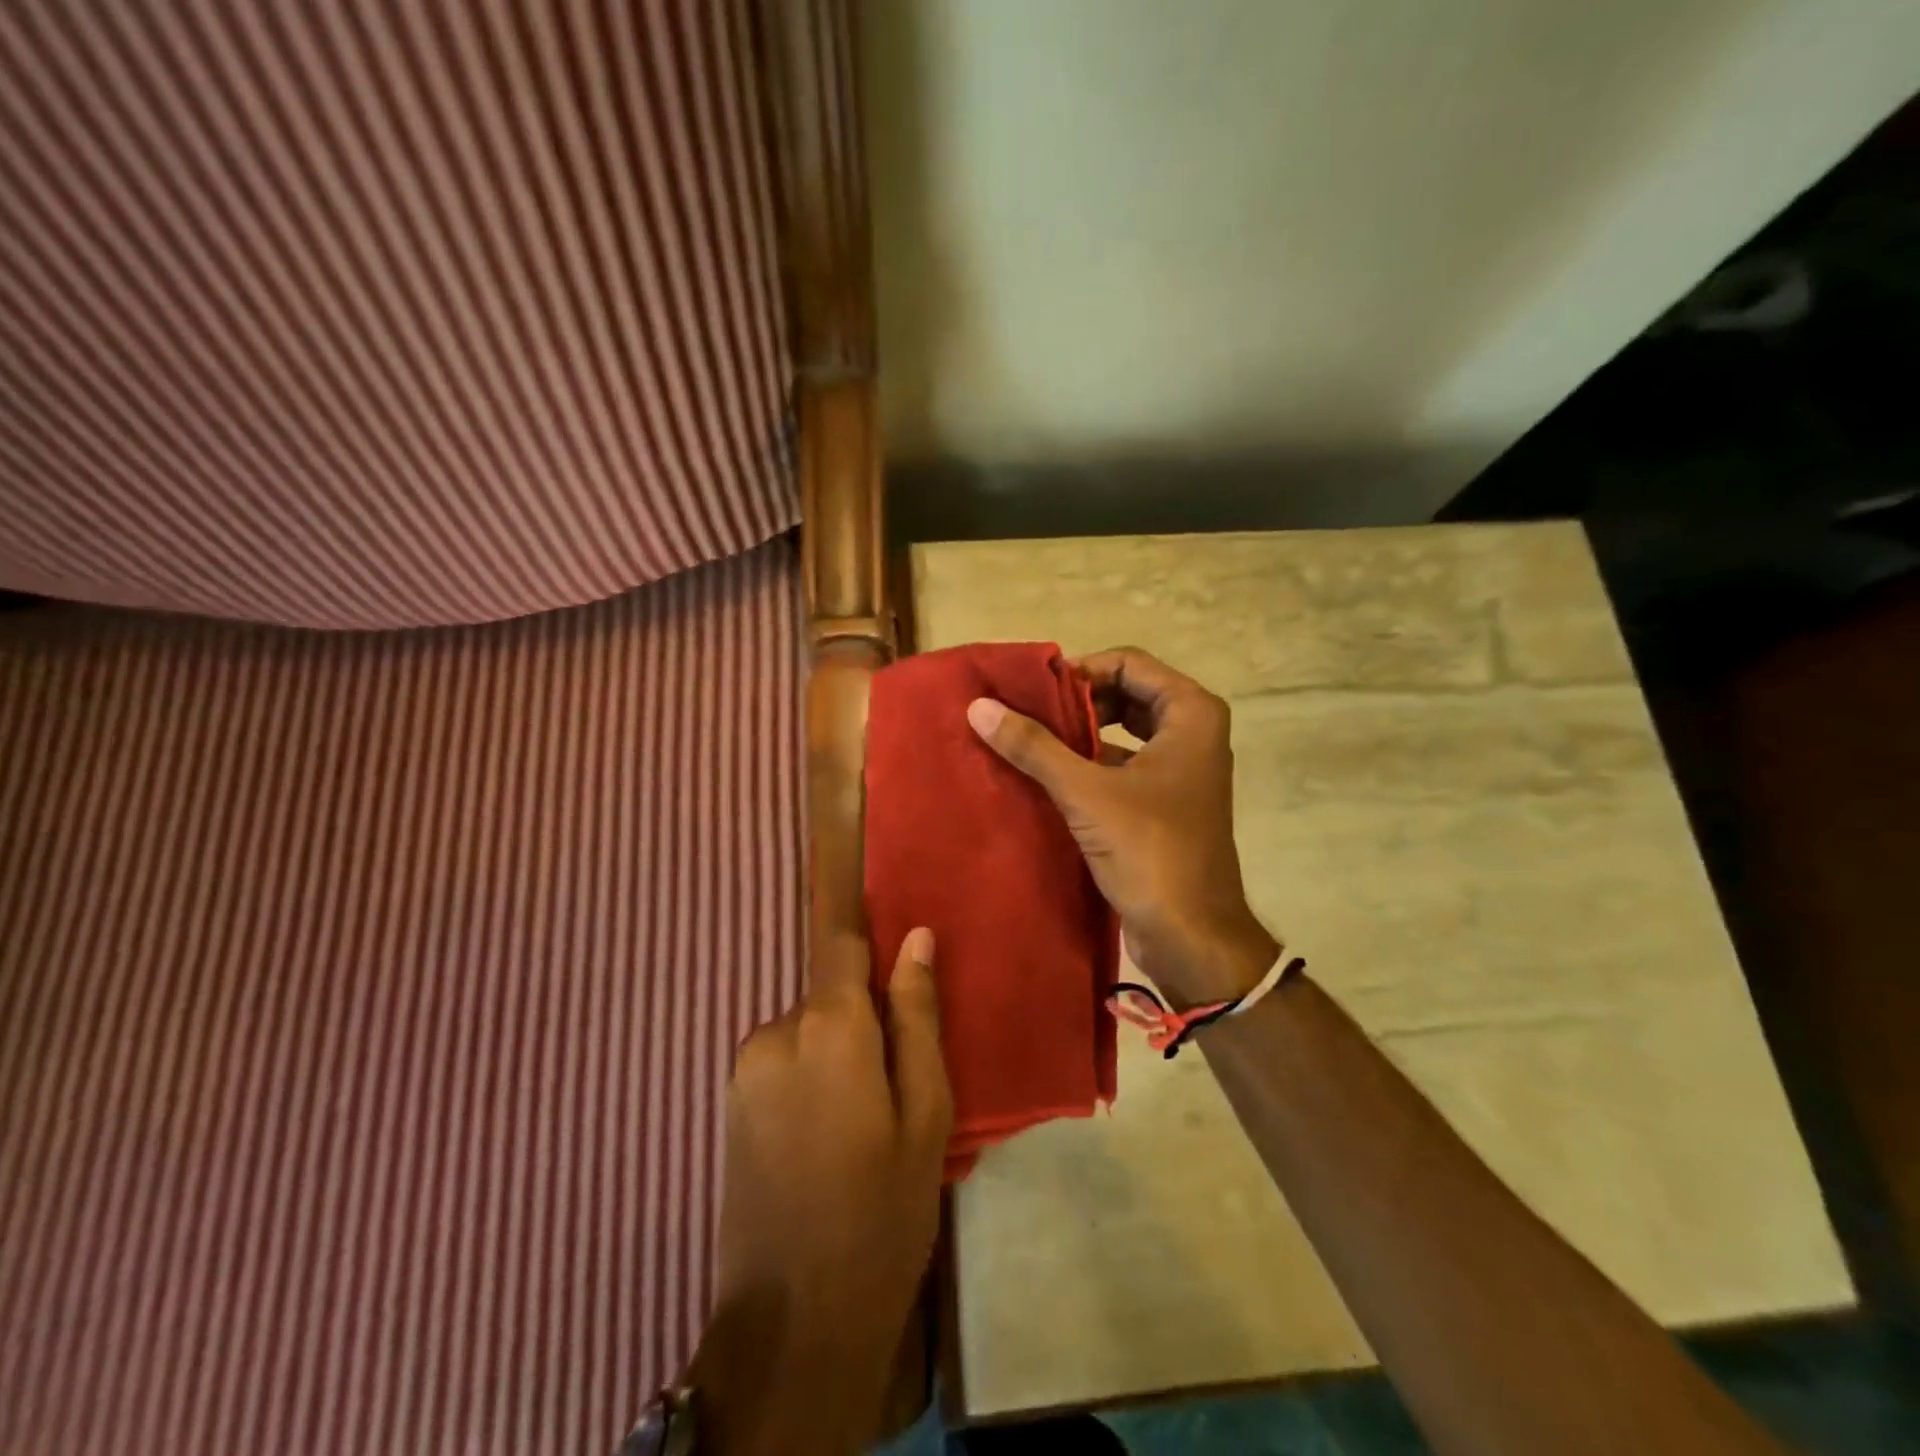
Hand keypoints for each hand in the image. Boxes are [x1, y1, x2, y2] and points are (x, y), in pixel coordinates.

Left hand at [690, 927, 951, 1455]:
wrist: (793, 1324)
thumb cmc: (881, 1212)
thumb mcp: (925, 1113)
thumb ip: (917, 1016)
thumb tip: (916, 937)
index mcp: (827, 1025)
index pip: (842, 941)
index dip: (870, 939)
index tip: (898, 962)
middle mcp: (775, 1030)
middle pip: (831, 993)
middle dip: (865, 1020)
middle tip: (897, 1086)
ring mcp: (744, 1067)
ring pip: (810, 1030)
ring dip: (839, 1054)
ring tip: (864, 1124)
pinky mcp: (730, 1102)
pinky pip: (784, 1061)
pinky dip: (812, 1078)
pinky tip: (828, 1139)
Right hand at [967, 647, 1277, 1004]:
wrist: (1192, 936)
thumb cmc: (1150, 851)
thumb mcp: (1086, 793)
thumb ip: (1034, 747)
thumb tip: (979, 706)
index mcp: (1191, 715)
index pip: (1129, 663)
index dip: (1081, 670)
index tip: (1035, 693)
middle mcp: (1193, 733)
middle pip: (1127, 693)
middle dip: (1078, 702)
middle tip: (1030, 715)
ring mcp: (1181, 770)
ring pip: (1124, 732)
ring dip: (1080, 734)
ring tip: (1029, 742)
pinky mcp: (1165, 803)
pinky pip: (1123, 765)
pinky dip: (1089, 765)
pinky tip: (1047, 778)